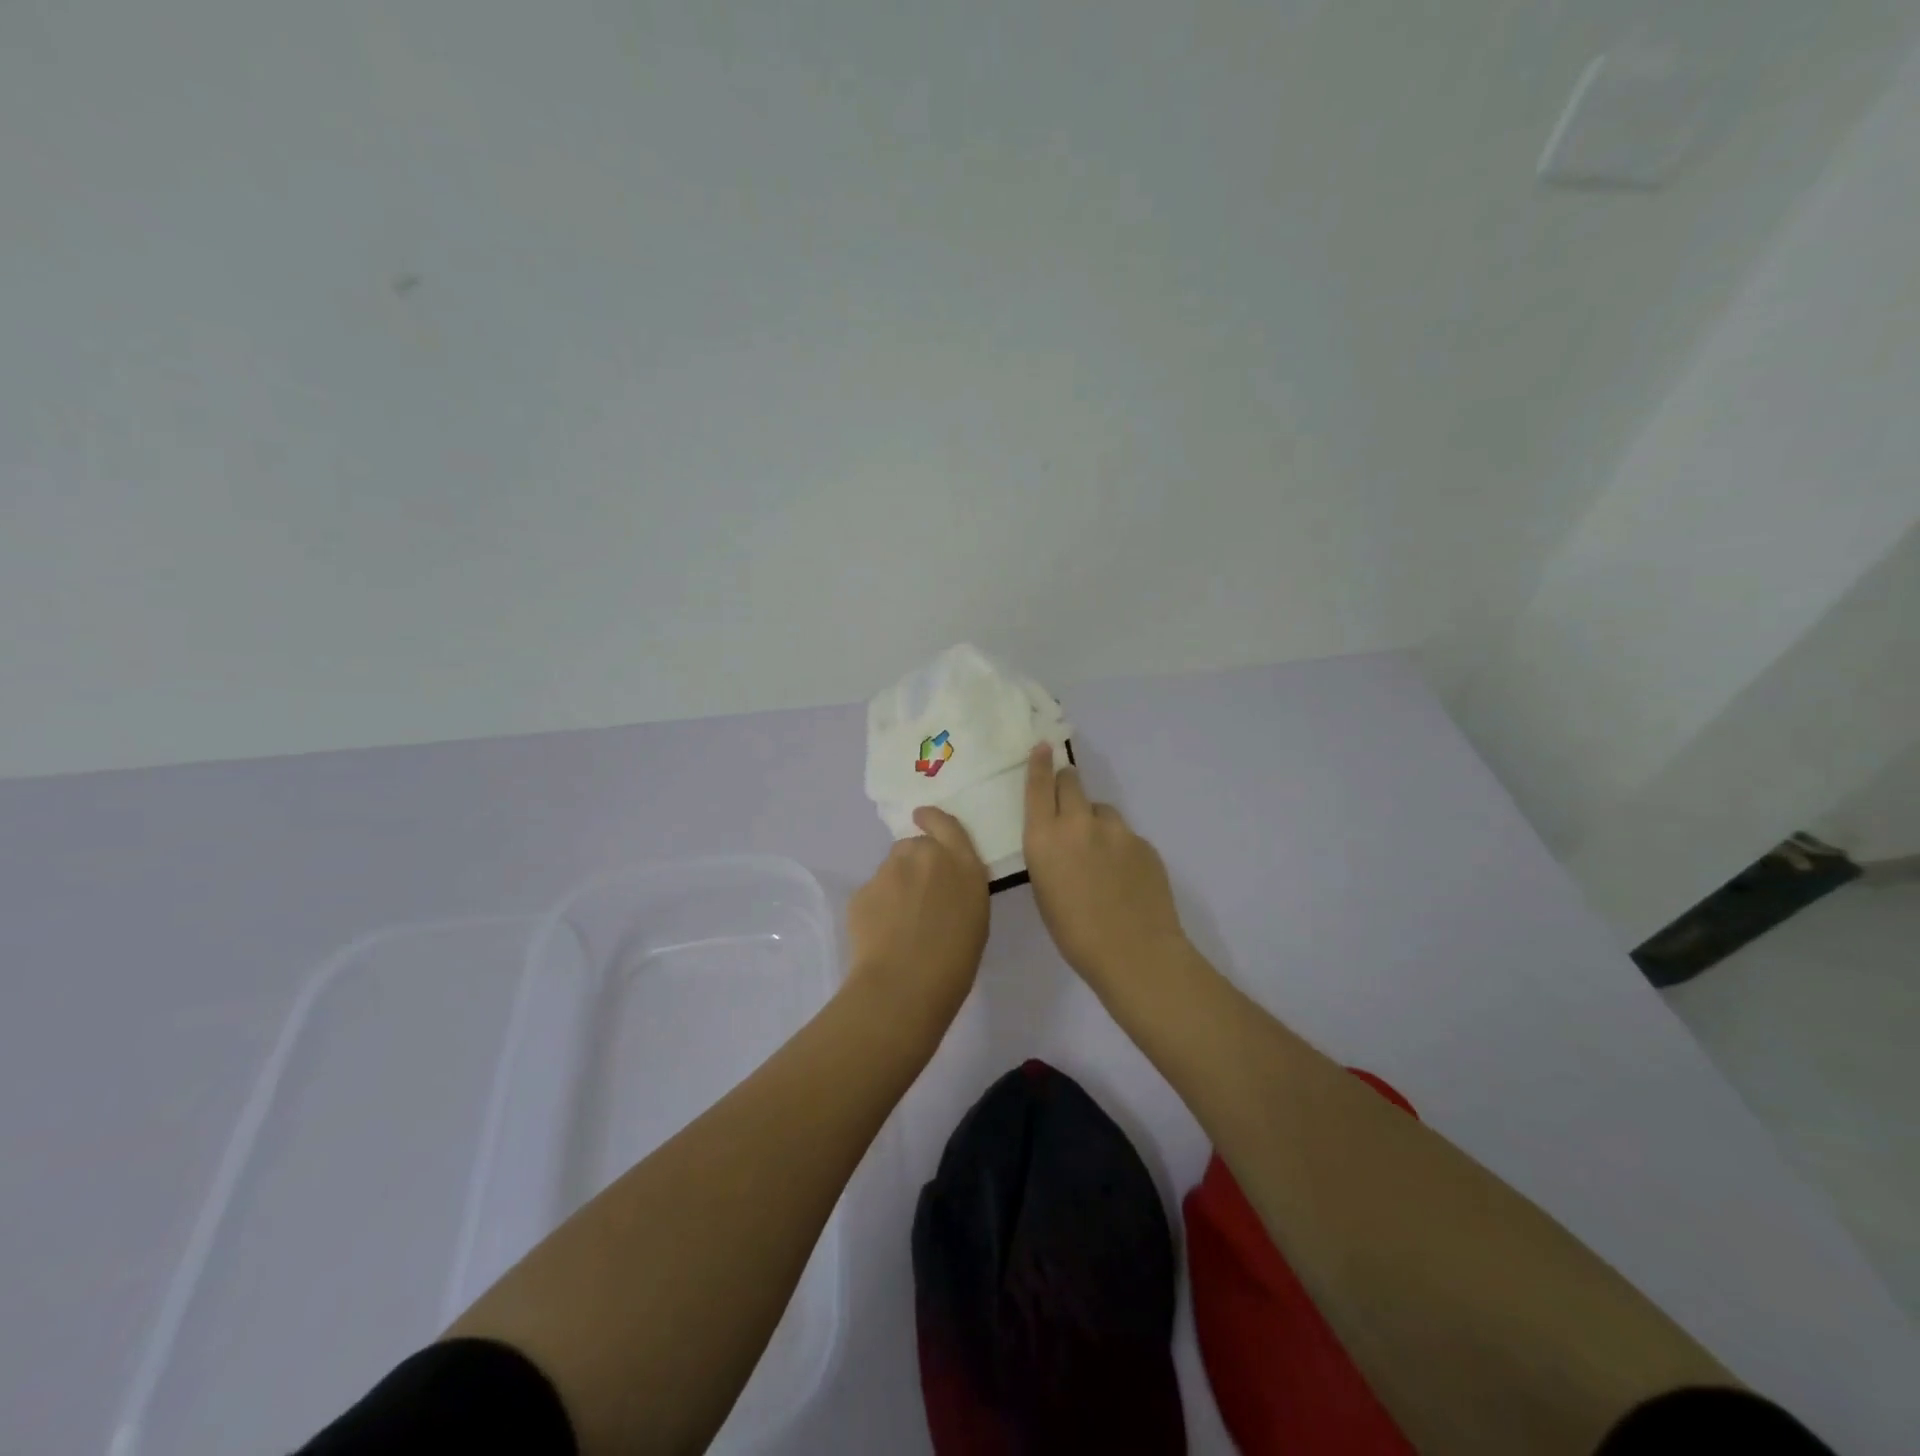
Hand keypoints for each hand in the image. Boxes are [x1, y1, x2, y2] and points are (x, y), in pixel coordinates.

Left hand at [844, 806, 990, 1036]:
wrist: (904, 985)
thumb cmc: (955, 962)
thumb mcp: (975, 918)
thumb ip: (960, 888)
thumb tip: (944, 885)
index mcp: (963, 865)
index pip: (947, 825)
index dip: (933, 818)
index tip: (922, 817)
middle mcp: (926, 857)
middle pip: (915, 846)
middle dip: (915, 862)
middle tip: (918, 896)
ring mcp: (891, 870)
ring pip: (891, 867)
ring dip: (896, 883)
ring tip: (899, 921)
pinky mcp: (863, 890)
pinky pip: (873, 892)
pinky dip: (877, 906)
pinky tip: (882, 934)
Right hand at [1023, 745, 1187, 994]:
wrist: (1135, 952)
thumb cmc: (1074, 933)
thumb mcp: (1043, 889)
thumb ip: (1049, 853)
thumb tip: (1061, 840)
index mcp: (1044, 838)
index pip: (1039, 786)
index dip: (1040, 763)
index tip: (1044, 746)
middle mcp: (1078, 823)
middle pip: (1072, 782)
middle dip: (1067, 785)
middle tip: (1068, 802)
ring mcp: (1116, 830)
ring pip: (1101, 809)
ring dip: (1095, 821)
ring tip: (1099, 857)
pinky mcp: (1143, 842)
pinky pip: (1124, 835)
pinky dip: (1119, 847)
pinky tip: (1123, 878)